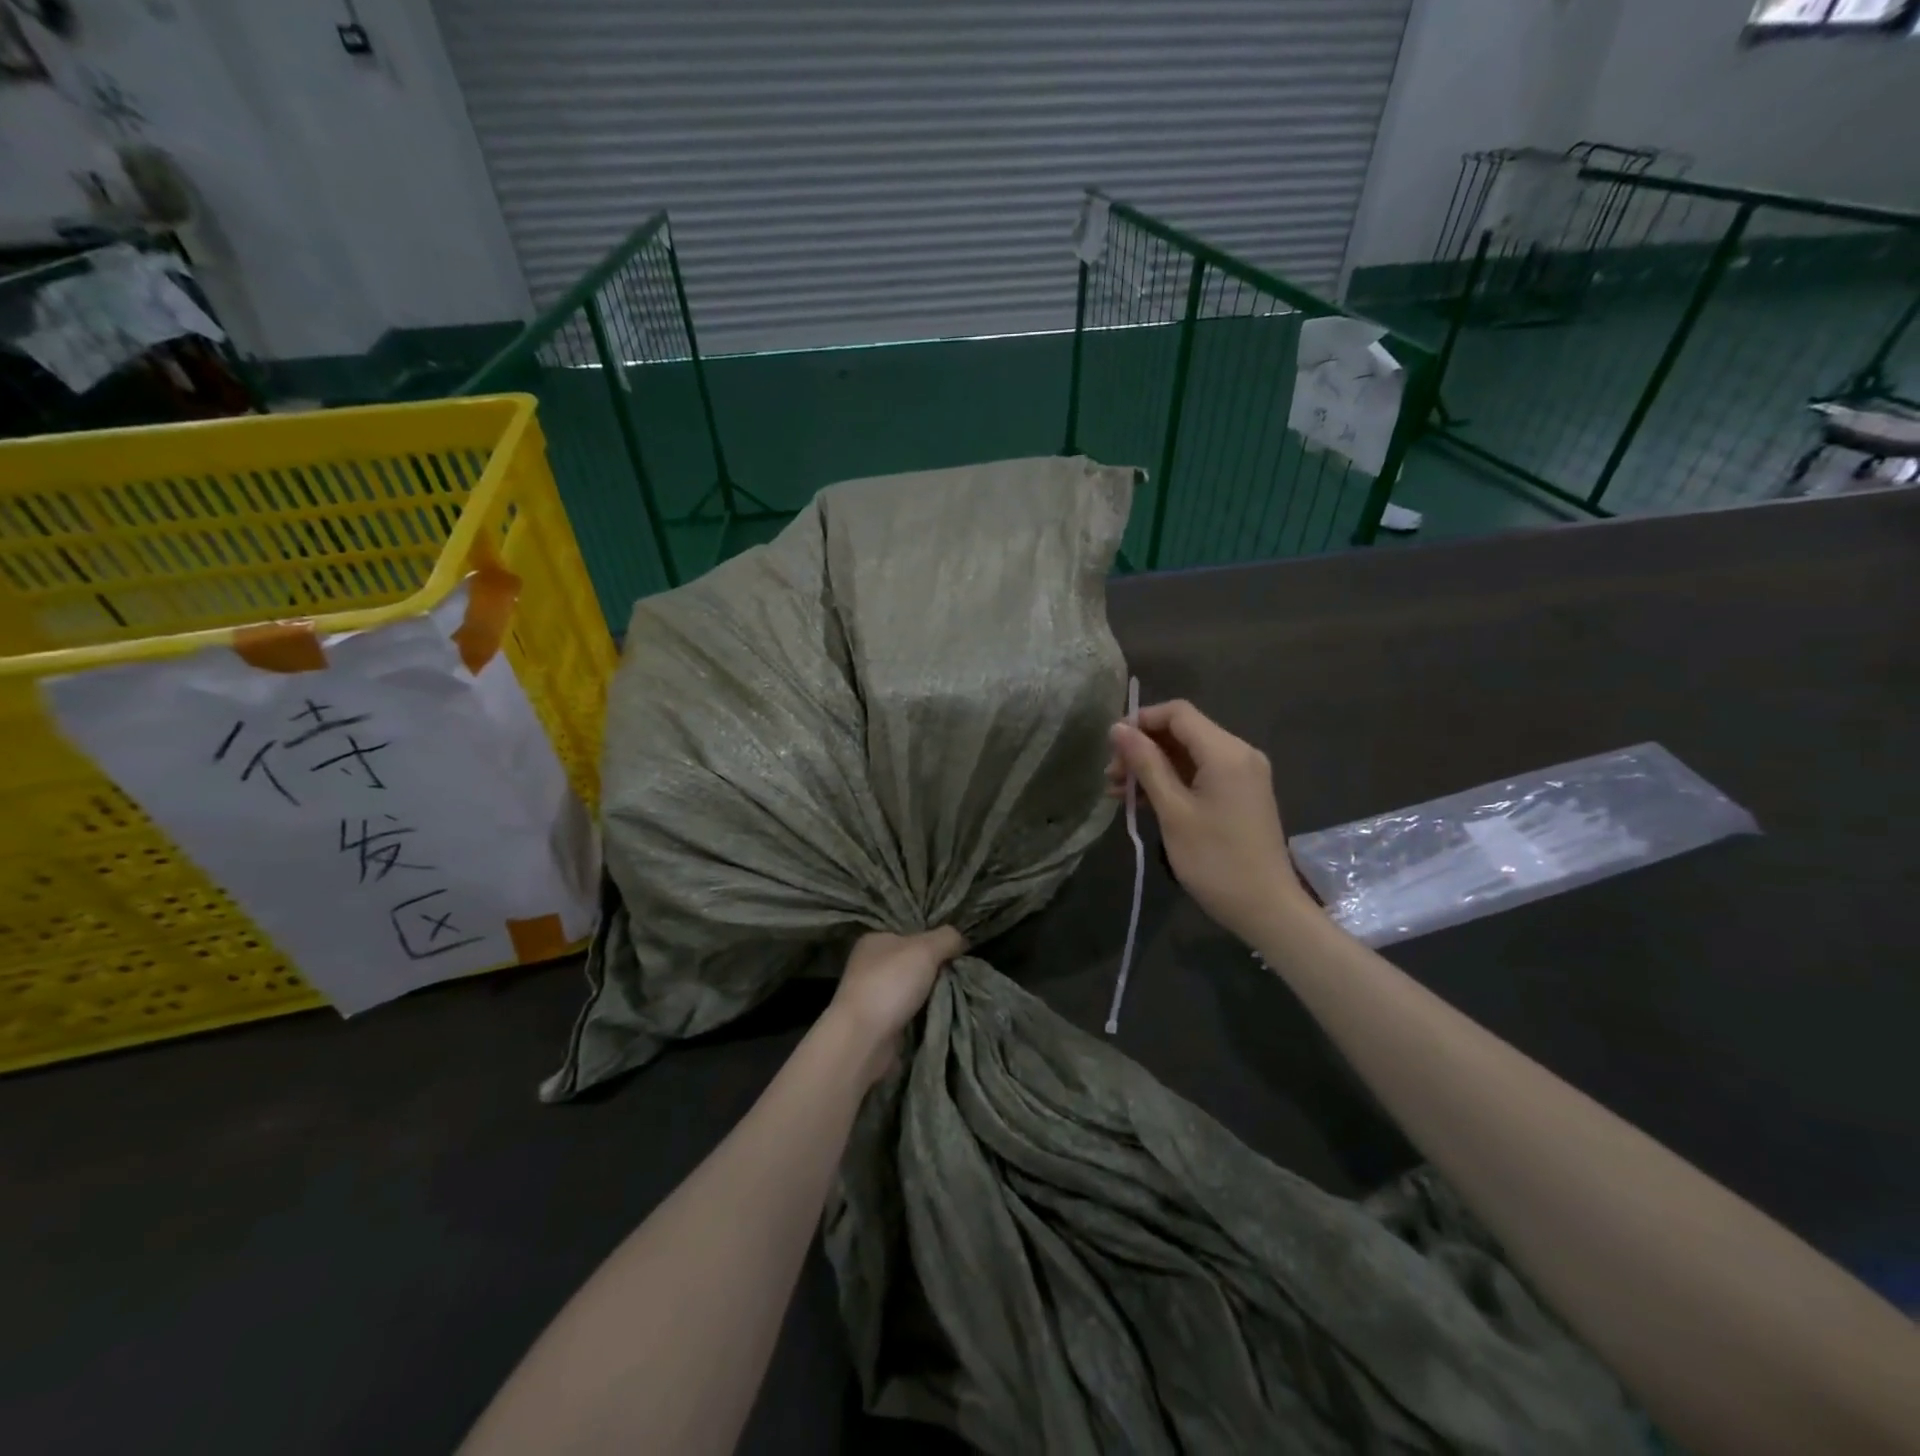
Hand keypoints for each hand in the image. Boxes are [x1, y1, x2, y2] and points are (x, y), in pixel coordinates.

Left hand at [827, 928, 966, 1082]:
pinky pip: (912, 1013)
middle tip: (962, 975)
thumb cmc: (890, 984)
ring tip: (959, 996)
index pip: (912, 933)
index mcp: (875, 940)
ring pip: (915, 989)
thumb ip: (946, 938)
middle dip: (937, 970)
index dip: (935, 940)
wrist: (864, 1040)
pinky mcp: (881, 1023)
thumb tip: (961, 939)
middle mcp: (871, 965)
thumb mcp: (925, 949)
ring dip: (934, 995)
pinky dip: (926, 1015)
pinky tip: (943, 1015)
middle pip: (915, 962)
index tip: (959, 951)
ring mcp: (875, 995)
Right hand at [1106, 700, 1306, 942]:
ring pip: (1188, 754)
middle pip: (1182, 732)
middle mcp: (1239, 753)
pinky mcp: (1240, 794)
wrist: (1266, 908)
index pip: (1178, 713)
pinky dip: (1172, 781)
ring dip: (1153, 767)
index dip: (1141, 720)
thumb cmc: (1215, 860)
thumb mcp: (1173, 811)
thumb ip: (1146, 764)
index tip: (1112, 745)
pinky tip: (1142, 801)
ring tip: (1118, 792)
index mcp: (1226, 751)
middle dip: (1143, 747)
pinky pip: (1200, 774)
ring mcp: (1242, 774)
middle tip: (1110, 776)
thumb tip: (1118, 728)